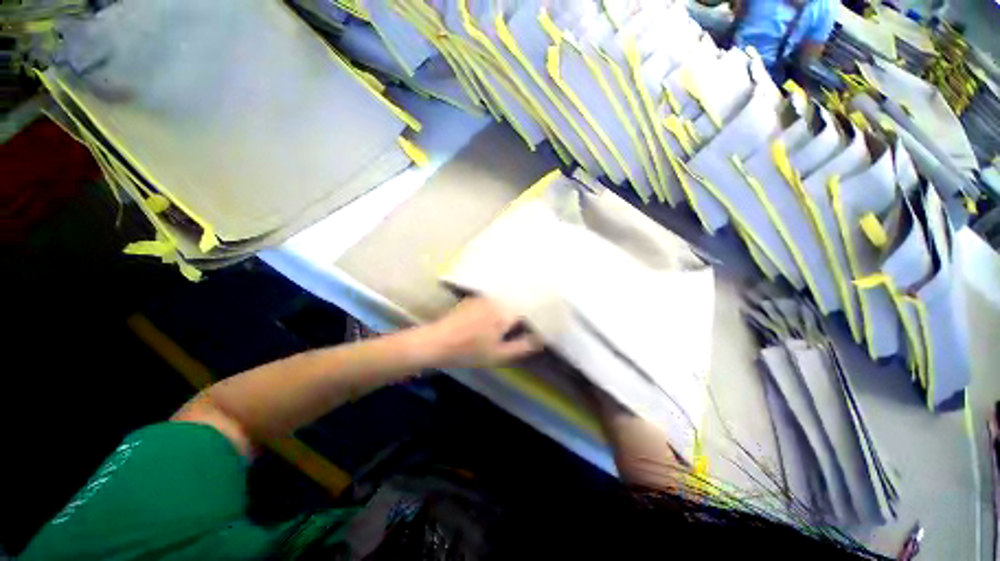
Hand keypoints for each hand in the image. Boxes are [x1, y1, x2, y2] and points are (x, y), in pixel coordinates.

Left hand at [419, 297, 543, 367]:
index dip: (539, 312)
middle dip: (529, 305)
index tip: (547, 317)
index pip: (530, 306)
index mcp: (505, 312)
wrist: (436, 342)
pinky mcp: (474, 299)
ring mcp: (484, 298)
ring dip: (516, 302)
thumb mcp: (498, 355)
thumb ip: (522, 346)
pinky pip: (495, 298)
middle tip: (536, 315)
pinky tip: (501, 312)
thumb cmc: (468, 351)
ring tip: (522, 313)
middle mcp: (497, 300)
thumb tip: (541, 339)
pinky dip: (502, 303)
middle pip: (519, 299)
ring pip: (507, 298)